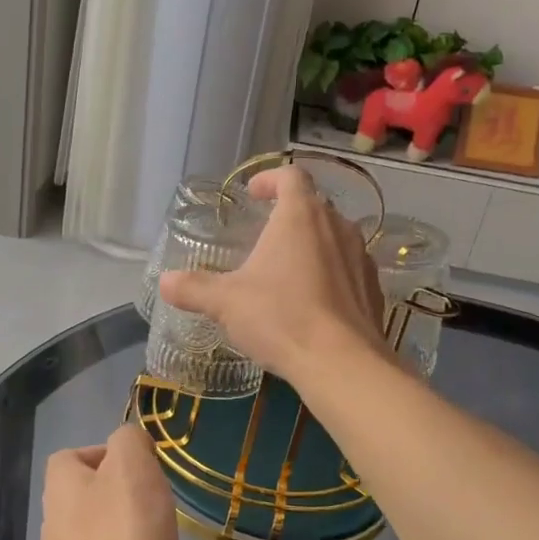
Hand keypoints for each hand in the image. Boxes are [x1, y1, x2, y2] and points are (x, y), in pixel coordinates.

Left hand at [39, 425, 180, 539]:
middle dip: (117, 498)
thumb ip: (130, 441)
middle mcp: (52, 527)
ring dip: (122, 536)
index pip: (70, 457)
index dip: (104, 454)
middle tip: (154, 505)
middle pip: (83, 499)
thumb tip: (129, 445)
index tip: (140, 468)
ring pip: (93, 539)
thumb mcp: (132, 468)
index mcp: (59, 489)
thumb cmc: (125, 539)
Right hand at [158, 165, 386, 385]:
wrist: (342, 363)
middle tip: (264, 237)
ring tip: (287, 271)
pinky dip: (330, 274)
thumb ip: (193, 288)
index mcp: (300, 216)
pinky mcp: (374, 287)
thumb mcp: (225, 303)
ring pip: (334, 237)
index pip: (291, 176)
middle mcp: (337, 226)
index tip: (253, 194)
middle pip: (313, 205)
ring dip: (311, 245)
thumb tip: (165, 282)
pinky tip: (313, 303)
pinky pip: (348, 269)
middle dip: (288, 216)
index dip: (270, 179)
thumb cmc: (280, 318)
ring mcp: (361, 256)